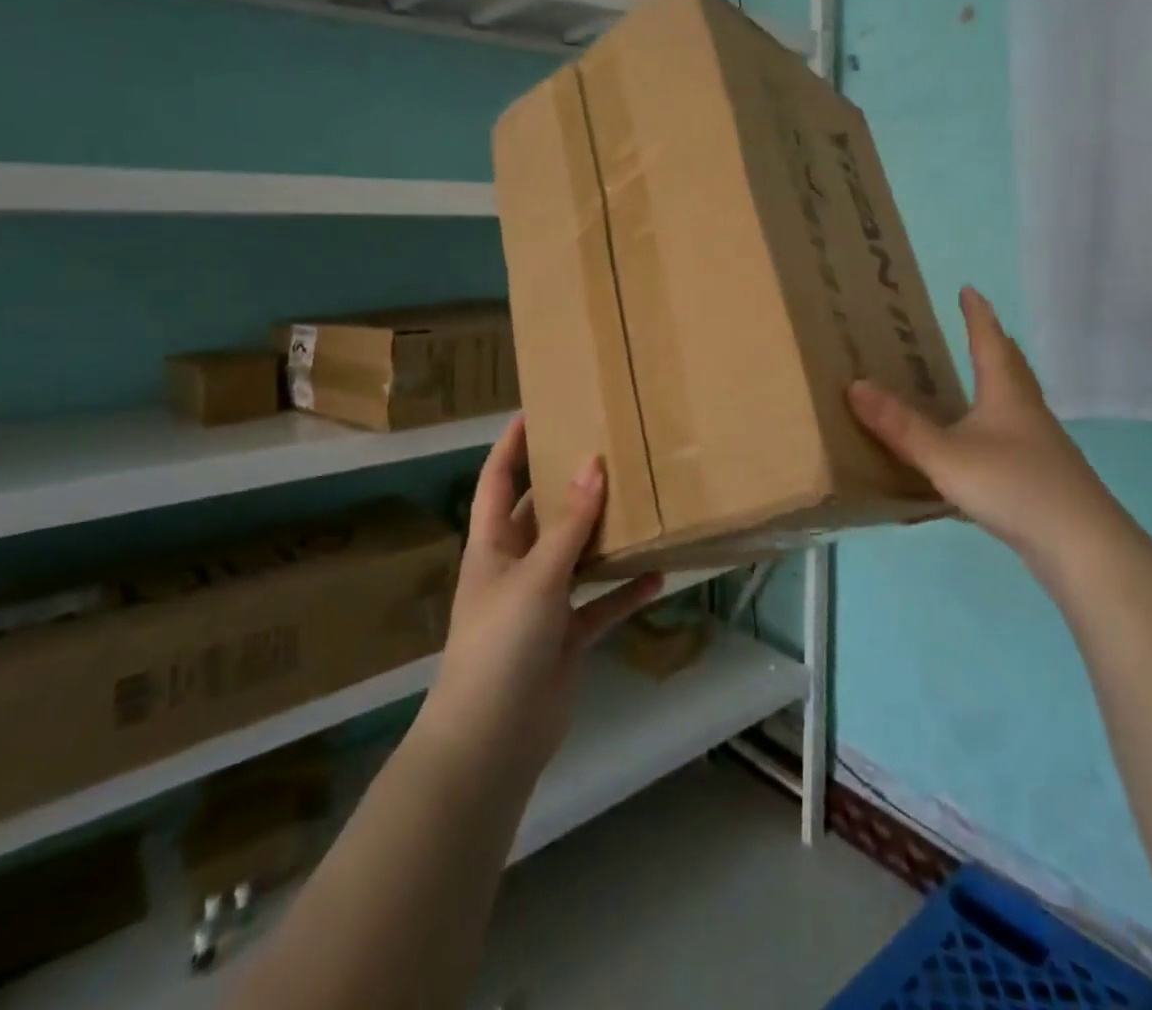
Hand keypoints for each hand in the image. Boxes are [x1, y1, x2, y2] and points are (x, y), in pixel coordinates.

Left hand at [413, 416, 660, 787]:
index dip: (510, 446)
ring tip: (639, 502)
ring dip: (603, 536)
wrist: (493, 739)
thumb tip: (592, 465)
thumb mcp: (536, 576)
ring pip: (576, 556)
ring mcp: (542, 603)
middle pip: (542, 514)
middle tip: (605, 450)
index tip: (533, 411)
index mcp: (493, 545)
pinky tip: (658, 574)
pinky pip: (600, 605)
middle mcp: (516, 566)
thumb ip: (568, 525)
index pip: (497, 481)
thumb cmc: (501, 643)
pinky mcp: (565, 636)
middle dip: (568, 485)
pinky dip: (624, 591)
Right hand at [847, 287, 1127, 571]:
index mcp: (1006, 394)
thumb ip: (900, 426)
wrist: (1080, 545)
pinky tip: (984, 443)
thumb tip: (854, 385)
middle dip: (993, 343)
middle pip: (1012, 366)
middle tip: (975, 328)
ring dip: (998, 382)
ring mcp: (1040, 444)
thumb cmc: (1013, 486)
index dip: (977, 315)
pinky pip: (1015, 432)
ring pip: (1017, 400)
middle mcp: (1027, 410)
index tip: (968, 290)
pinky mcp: (1043, 474)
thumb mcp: (945, 456)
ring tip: (977, 380)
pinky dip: (997, 421)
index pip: (989, 341)